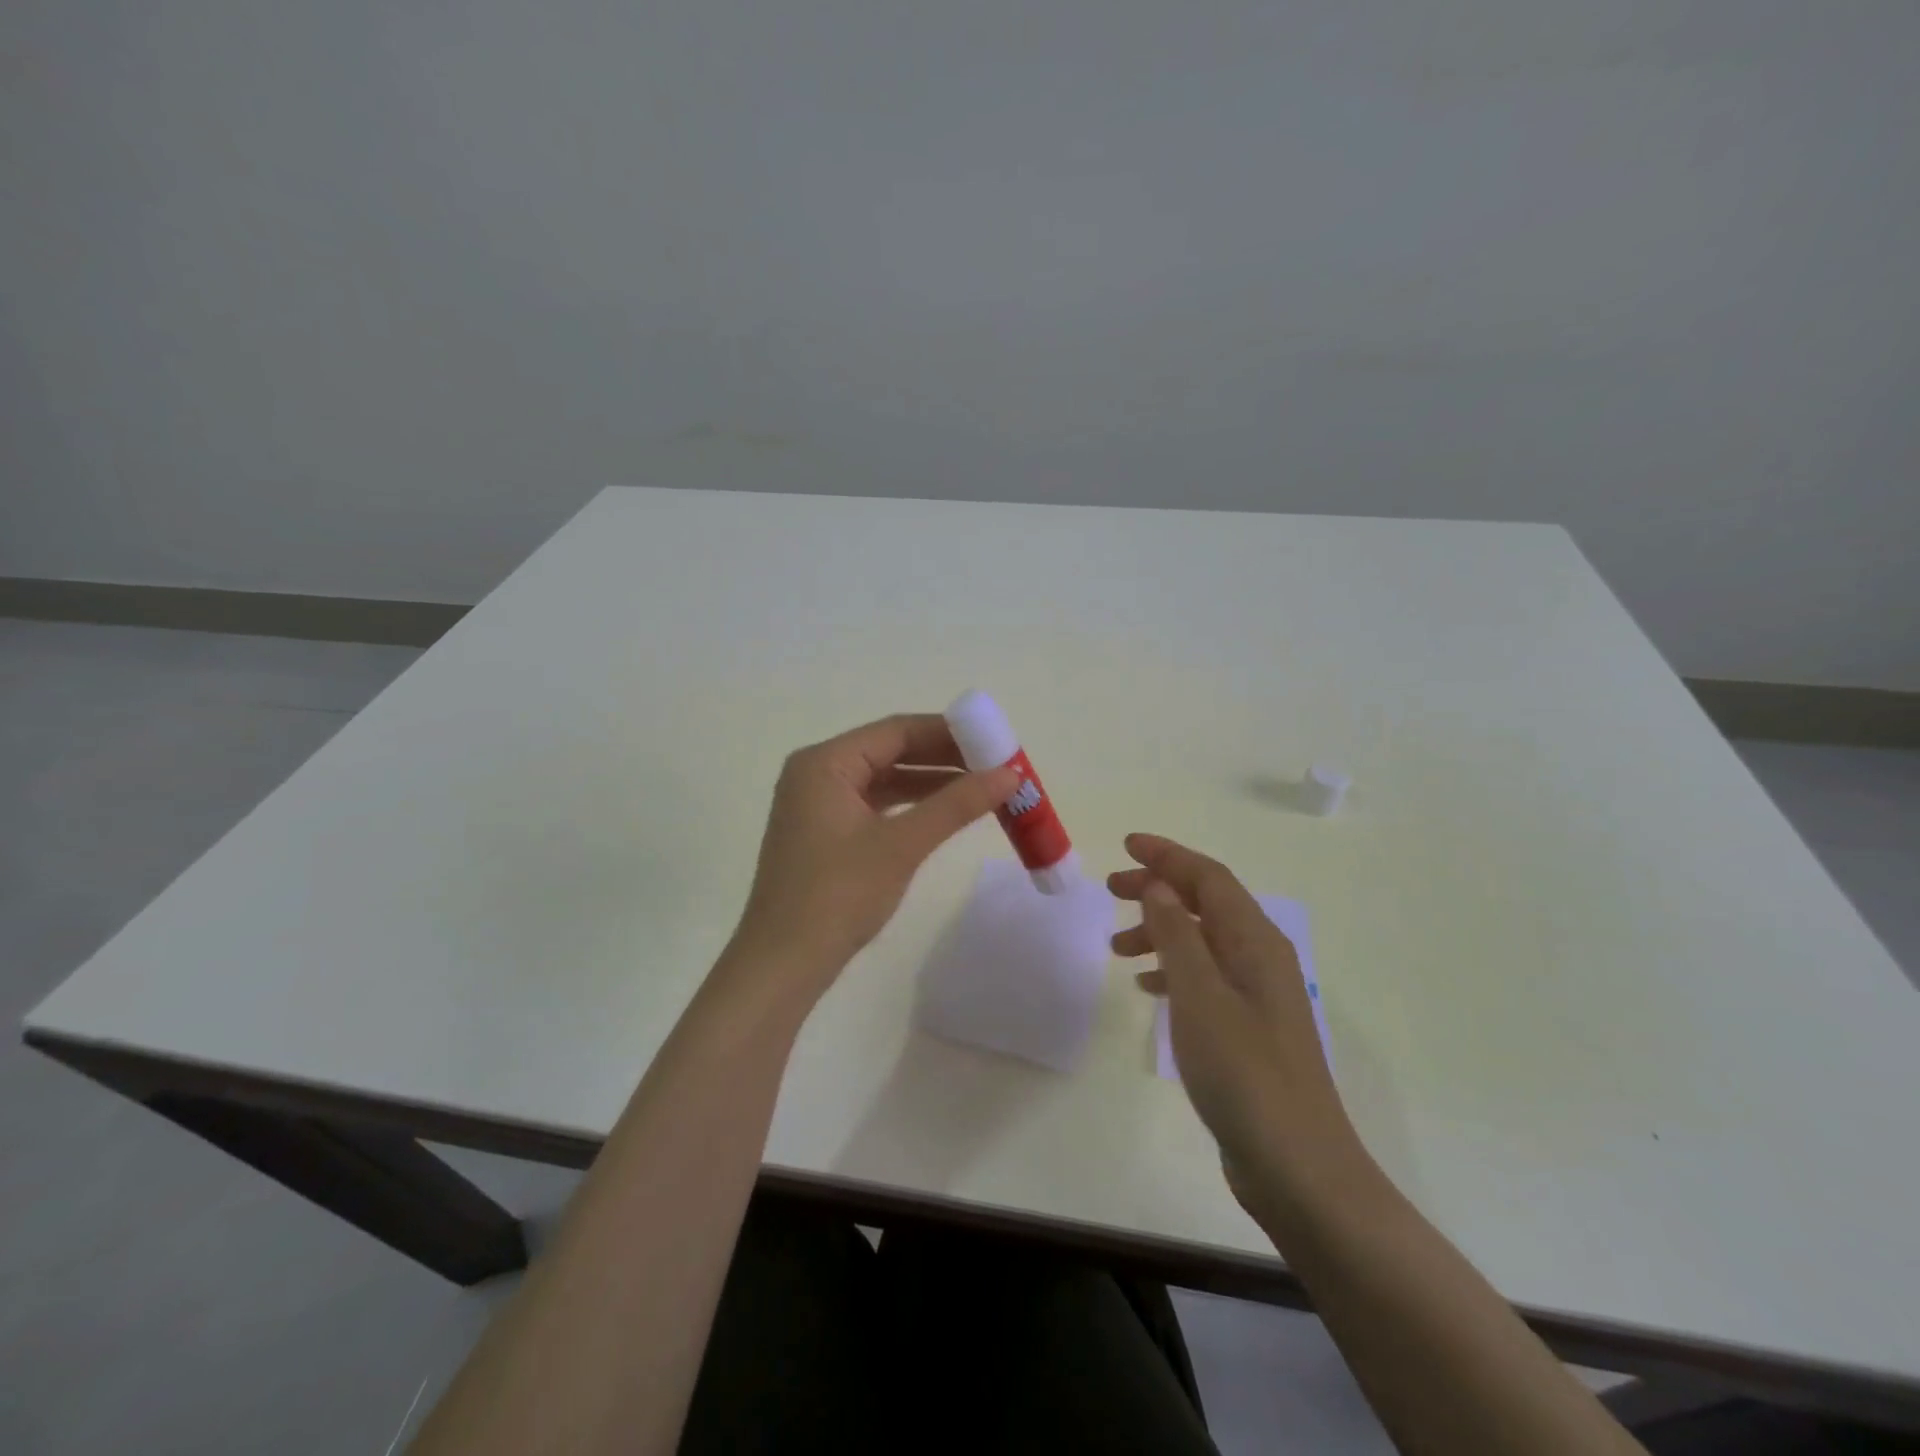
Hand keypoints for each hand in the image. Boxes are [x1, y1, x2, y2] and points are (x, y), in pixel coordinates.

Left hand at [726, 714, 1018, 1006]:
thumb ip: (955, 805)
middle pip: (890, 751)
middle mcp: (817, 773)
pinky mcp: (825, 832)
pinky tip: (945, 812)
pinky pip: (875, 804)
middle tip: (996, 765)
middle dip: (944, 758)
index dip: (949, 732)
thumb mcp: (901, 845)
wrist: (782, 964)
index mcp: (824, 762)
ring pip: (885, 779)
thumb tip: (1009, 774)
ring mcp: (819, 804)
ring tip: (982, 787)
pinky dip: (911, 806)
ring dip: (931, 783)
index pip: (896, 731)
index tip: (995, 740)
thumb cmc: (837, 896)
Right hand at [1109, 833, 1356, 1217]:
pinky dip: (1172, 968)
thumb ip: (1176, 935)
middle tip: (1111, 889)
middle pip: (1205, 903)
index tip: (1126, 844)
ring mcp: (1257, 995)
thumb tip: (1159, 885)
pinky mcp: (1248, 1027)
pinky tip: (1147, 985)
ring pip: (1202, 940)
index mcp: (1256, 941)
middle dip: (1159, 888)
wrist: (1298, 1167)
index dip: (1168, 855)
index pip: (1209, 878)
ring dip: (1160, 930)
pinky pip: (1204, 976)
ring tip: (1116, 946)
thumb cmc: (1245, 1073)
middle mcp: (1261, 958)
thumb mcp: (1200, 996)